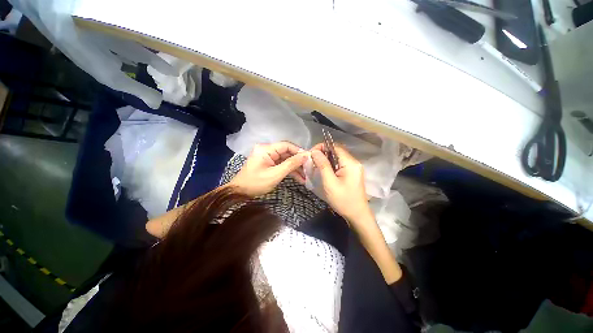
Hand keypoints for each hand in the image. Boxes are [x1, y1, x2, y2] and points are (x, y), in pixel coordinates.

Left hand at [230, 142, 308, 196]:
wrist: (239, 193)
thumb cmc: (256, 183)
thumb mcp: (275, 174)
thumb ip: (291, 164)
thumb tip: (305, 156)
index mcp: (266, 149)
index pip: (286, 145)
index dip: (298, 151)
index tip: (309, 158)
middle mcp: (267, 150)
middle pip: (287, 153)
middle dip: (298, 162)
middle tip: (309, 169)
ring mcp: (268, 157)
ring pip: (285, 160)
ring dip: (295, 168)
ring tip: (306, 176)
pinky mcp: (268, 164)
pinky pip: (281, 165)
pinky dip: (289, 171)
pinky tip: (299, 178)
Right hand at [310, 143, 372, 223]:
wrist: (357, 214)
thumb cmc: (343, 200)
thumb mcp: (330, 183)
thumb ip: (322, 165)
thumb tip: (315, 151)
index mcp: (350, 163)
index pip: (335, 147)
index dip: (322, 147)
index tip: (311, 154)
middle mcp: (354, 162)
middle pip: (336, 151)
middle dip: (323, 153)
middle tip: (312, 160)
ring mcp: (354, 167)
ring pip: (337, 157)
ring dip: (326, 159)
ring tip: (316, 165)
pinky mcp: (352, 173)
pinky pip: (339, 164)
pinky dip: (330, 164)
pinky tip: (324, 171)